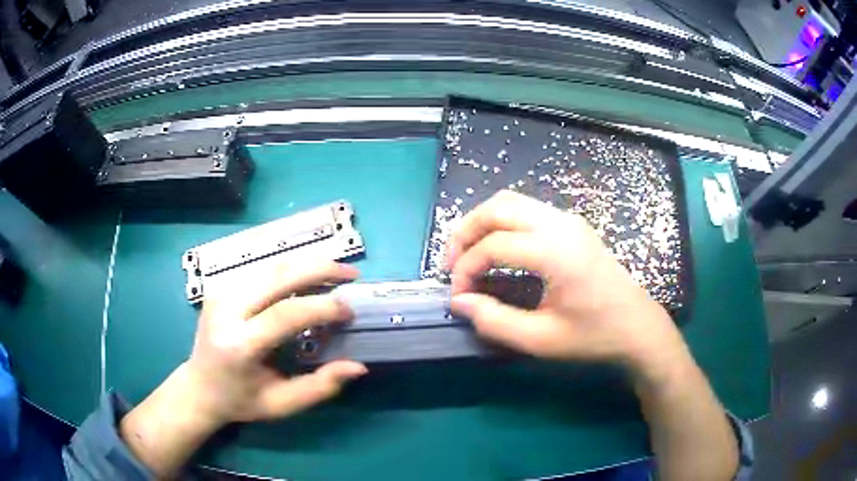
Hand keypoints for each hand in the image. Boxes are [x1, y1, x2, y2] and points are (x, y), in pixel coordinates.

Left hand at [120, 261, 367, 477]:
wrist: (199, 386)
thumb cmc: (241, 400)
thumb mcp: (282, 404)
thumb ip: (320, 387)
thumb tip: (358, 367)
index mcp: (238, 345)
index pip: (284, 315)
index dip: (321, 307)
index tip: (349, 310)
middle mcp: (226, 310)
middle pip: (277, 276)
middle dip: (319, 268)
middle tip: (350, 274)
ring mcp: (220, 293)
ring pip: (270, 266)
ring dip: (306, 263)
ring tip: (335, 270)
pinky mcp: (220, 286)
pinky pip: (261, 270)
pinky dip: (289, 268)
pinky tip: (307, 275)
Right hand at [446, 190, 686, 374]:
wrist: (638, 326)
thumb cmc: (594, 336)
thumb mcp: (541, 340)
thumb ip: (495, 321)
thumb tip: (460, 302)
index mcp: (555, 251)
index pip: (493, 245)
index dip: (466, 268)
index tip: (458, 296)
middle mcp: (560, 224)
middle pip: (497, 207)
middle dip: (465, 232)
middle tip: (452, 264)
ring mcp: (569, 219)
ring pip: (511, 202)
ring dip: (482, 223)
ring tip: (468, 255)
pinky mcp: (573, 224)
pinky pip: (527, 209)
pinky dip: (502, 223)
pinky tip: (497, 249)